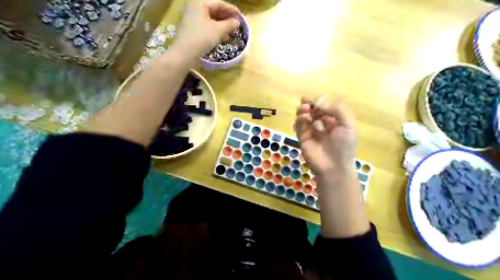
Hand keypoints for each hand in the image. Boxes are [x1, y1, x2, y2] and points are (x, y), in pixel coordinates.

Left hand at [175, 0, 238, 58]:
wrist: (185, 53)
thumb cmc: (202, 38)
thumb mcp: (218, 30)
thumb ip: (229, 24)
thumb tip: (237, 22)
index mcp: (200, 3)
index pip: (219, 3)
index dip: (232, 10)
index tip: (241, 16)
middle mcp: (194, 7)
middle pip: (214, 10)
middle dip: (227, 18)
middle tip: (237, 25)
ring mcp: (192, 18)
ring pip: (211, 19)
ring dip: (222, 25)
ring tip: (232, 32)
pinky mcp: (192, 29)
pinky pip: (206, 26)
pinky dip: (215, 30)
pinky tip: (223, 37)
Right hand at [294, 96, 356, 179]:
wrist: (333, 166)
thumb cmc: (344, 146)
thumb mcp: (348, 126)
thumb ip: (337, 110)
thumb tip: (321, 101)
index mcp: (335, 121)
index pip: (326, 107)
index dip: (321, 101)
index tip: (319, 100)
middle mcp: (322, 125)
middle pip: (313, 110)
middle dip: (310, 103)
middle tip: (306, 100)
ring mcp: (311, 131)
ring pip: (304, 116)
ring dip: (303, 110)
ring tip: (305, 108)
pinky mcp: (302, 137)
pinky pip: (299, 126)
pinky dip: (300, 119)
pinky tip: (304, 118)